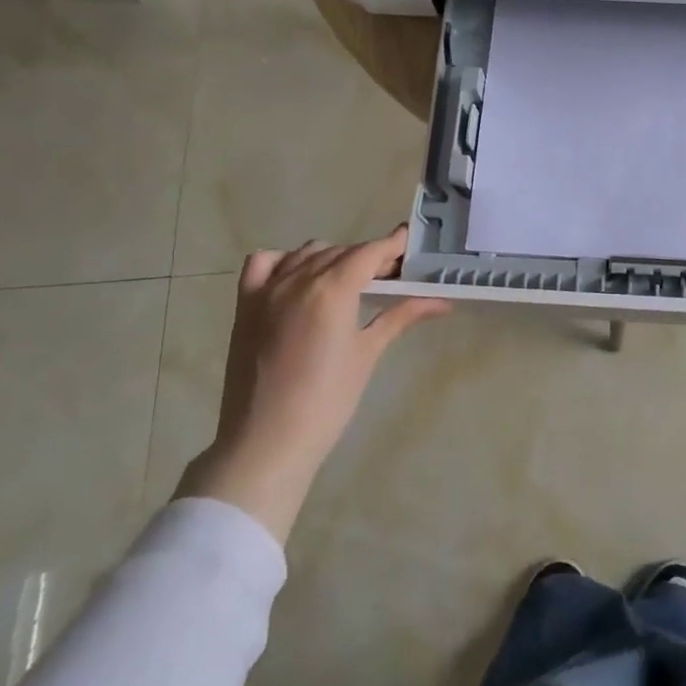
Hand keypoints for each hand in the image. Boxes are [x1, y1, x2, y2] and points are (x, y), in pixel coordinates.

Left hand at [176, 226, 448, 539]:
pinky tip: (298, 279)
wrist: (267, 441)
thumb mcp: (367, 354)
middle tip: (391, 276)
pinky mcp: (245, 304)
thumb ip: (400, 317)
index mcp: (332, 289)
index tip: (411, 244)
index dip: (393, 246)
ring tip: (350, 282)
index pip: (369, 252)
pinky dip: (285, 261)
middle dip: (369, 257)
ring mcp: (267, 289)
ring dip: (333, 258)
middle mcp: (298, 278)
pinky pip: (263, 263)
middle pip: (342, 251)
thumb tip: (441, 302)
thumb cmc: (327, 400)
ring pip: (307, 253)